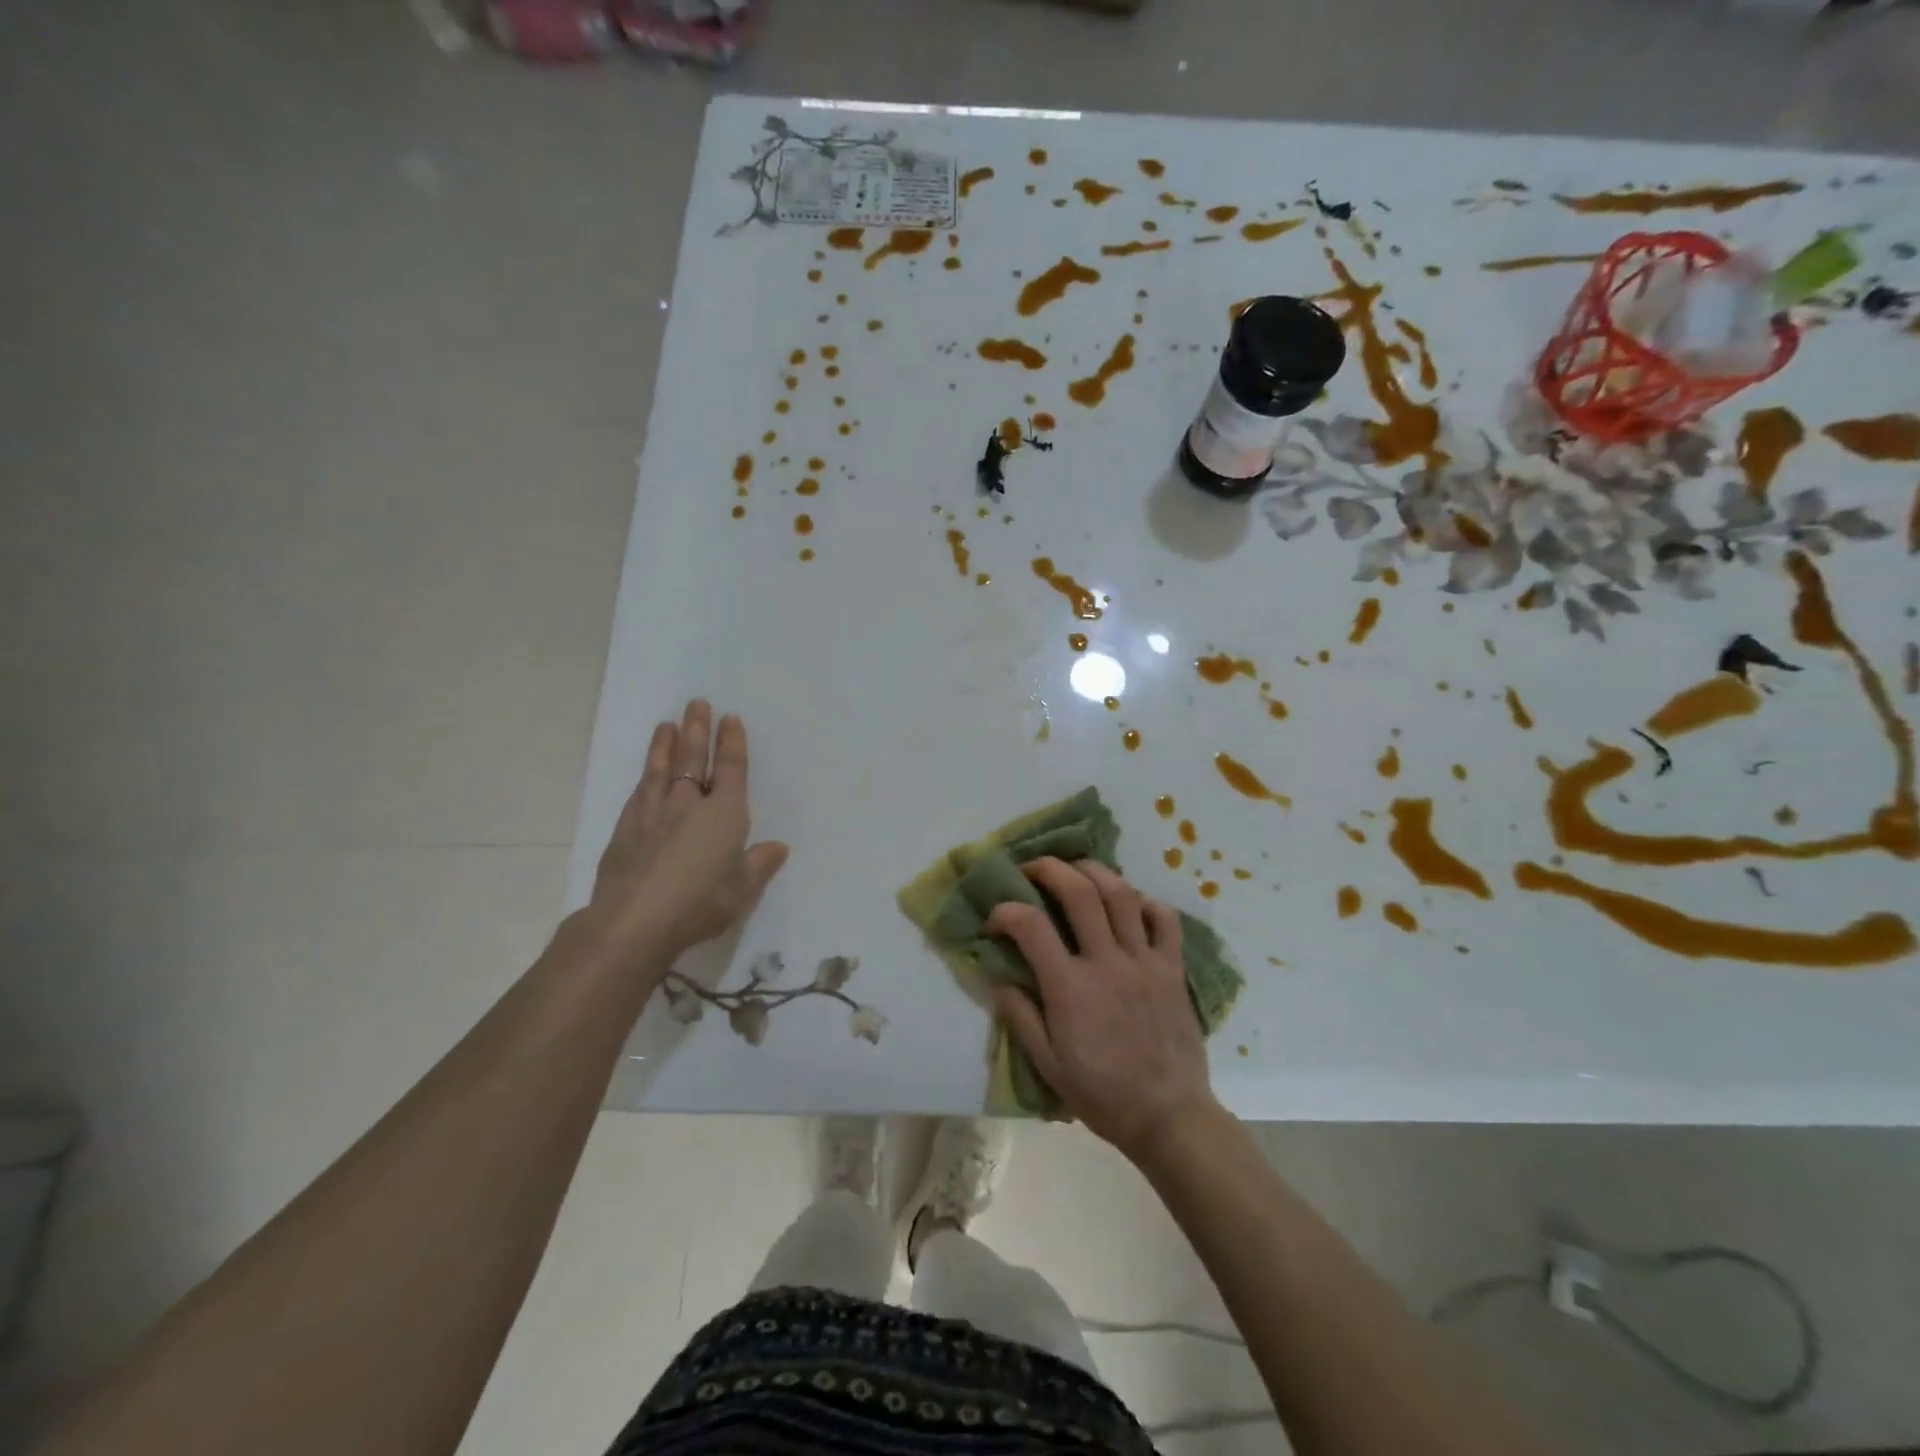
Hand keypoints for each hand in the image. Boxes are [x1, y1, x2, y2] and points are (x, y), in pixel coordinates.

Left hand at [585, 700, 788, 973]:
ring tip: (667, 724)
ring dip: (666, 745)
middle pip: (694, 758)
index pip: (731, 769)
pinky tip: (645, 772)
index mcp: (725, 814)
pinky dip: (645, 775)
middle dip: (697, 729)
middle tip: (696, 703)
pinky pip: (640, 791)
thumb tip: (778, 847)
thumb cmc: (700, 904)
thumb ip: (760, 865)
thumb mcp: (743, 890)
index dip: (732, 743)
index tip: (730, 719)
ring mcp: (654, 813)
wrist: (635, 921)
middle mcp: (689, 804)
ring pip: (661, 769)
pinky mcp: (626, 828)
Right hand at [986, 858, 1218, 1165]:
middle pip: (1079, 892)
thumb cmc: (1102, 1095)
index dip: (1005, 911)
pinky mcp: (1173, 968)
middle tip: (1033, 868)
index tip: (994, 920)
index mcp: (1070, 987)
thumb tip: (998, 978)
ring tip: (1077, 869)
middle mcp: (1106, 962)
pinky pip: (1165, 919)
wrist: (1169, 1117)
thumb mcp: (1047, 1066)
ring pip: (1121, 894)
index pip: (1030, 925)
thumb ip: (1020, 1017)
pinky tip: (1131, 903)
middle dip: (1049, 868)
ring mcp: (1144, 961)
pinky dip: (1147, 901)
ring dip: (1094, 871)